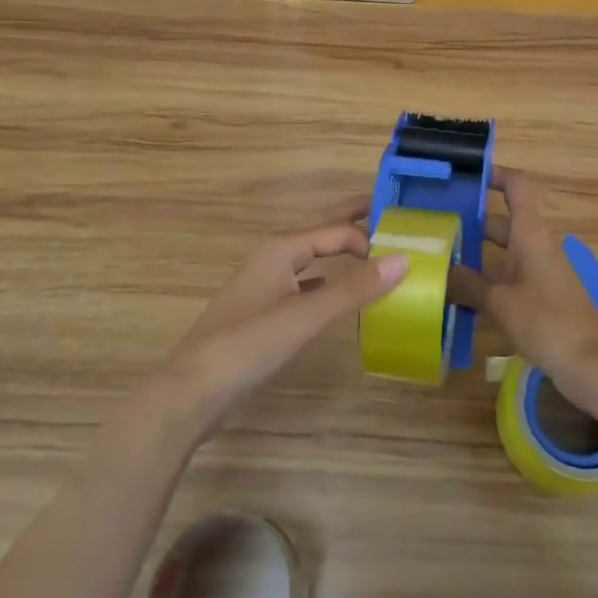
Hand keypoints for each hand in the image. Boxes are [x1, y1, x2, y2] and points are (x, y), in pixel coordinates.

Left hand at [157, 195, 408, 435]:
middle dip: (348, 218)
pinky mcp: (261, 310)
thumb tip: (404, 258)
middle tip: (385, 208)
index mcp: (281, 249)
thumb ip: (355, 289)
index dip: (367, 237)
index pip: (334, 230)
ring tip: (367, 246)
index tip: (402, 251)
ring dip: (336, 246)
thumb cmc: (249, 344)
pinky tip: (330, 287)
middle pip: (317, 229)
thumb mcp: (306, 316)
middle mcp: (272, 257)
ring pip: (308, 254)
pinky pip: (300, 280)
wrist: (193, 389)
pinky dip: (321, 276)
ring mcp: (264, 284)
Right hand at [448, 167, 597, 400]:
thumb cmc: (547, 320)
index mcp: (530, 232)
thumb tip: (442, 270)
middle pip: (502, 220)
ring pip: (503, 250)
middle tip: (434, 223)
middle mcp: (535, 244)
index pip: (515, 186)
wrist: (592, 363)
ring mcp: (539, 271)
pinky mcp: (540, 296)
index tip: (464, 174)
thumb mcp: (500, 301)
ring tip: (438, 257)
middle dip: (471, 219)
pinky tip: (459, 294)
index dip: (494, 174)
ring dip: (475, 252)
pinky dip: (486, 279)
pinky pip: (507, 275)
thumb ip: (469, 283)